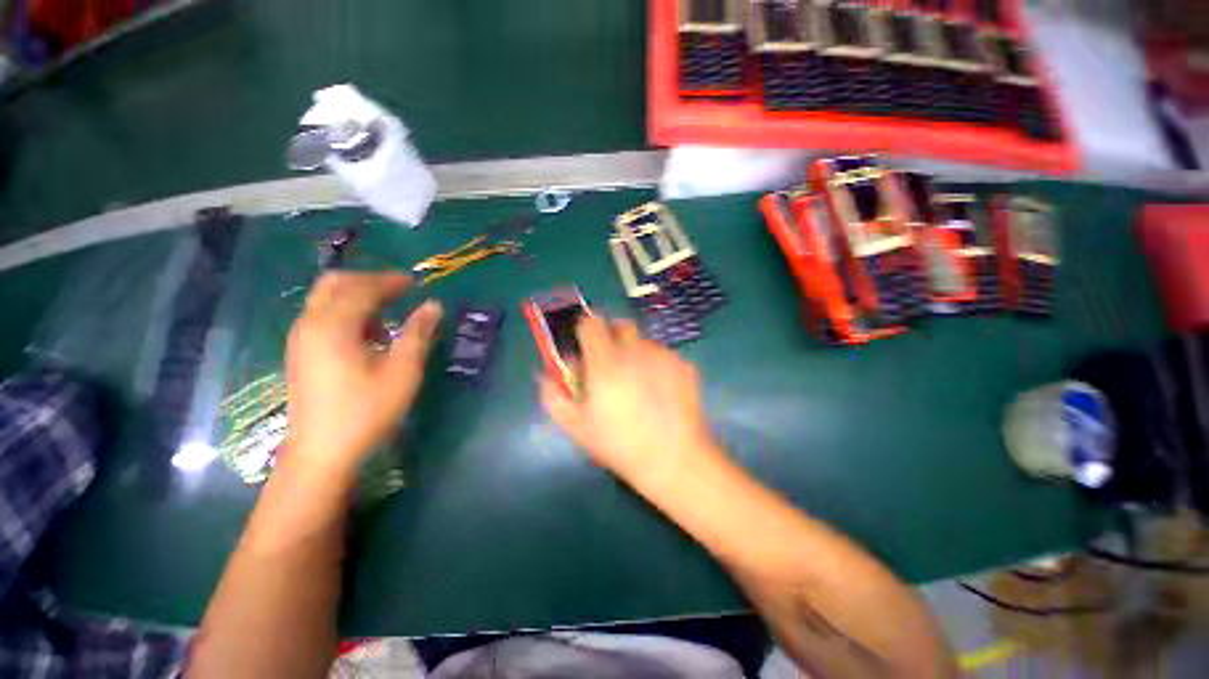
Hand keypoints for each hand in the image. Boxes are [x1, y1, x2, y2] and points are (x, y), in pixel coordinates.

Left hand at [284, 272, 441, 477]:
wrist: (321, 451)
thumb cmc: (366, 410)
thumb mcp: (403, 371)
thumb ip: (418, 333)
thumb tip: (434, 305)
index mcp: (334, 326)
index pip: (362, 288)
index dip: (390, 281)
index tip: (415, 283)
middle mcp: (310, 324)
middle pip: (335, 284)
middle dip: (369, 281)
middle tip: (399, 291)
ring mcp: (301, 338)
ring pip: (326, 299)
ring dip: (358, 297)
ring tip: (388, 317)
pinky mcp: (300, 352)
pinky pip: (322, 316)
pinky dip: (346, 313)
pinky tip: (368, 336)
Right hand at [539, 315, 721, 490]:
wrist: (673, 458)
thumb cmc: (619, 444)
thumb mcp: (576, 426)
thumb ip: (554, 396)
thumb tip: (545, 375)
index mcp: (605, 362)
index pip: (591, 324)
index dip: (585, 331)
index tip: (585, 346)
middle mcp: (634, 350)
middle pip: (620, 325)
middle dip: (612, 336)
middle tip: (610, 361)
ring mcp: (663, 355)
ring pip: (643, 342)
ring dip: (635, 353)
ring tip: (638, 382)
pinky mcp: (684, 365)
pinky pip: (664, 355)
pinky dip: (656, 365)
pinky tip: (660, 391)